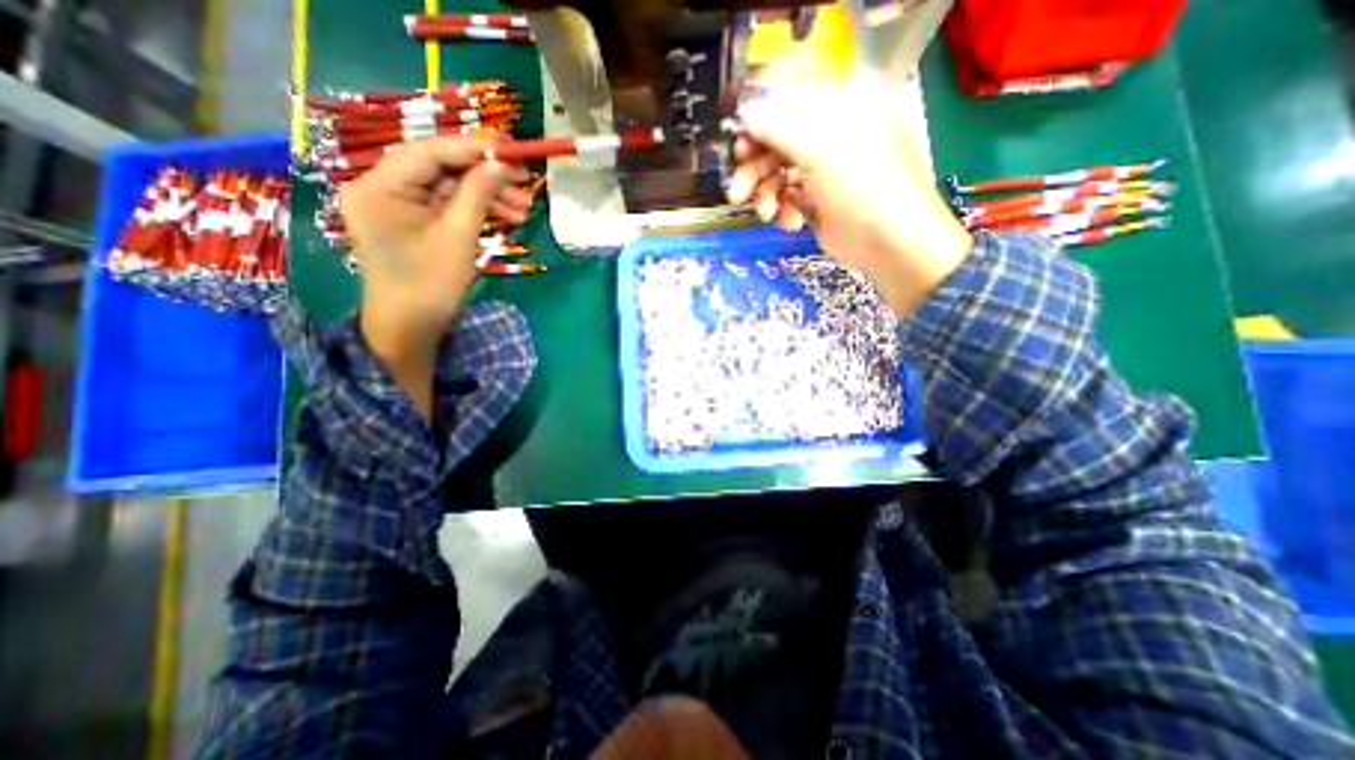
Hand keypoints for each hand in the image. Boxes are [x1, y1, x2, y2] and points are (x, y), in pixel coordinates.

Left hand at [340, 139, 528, 417]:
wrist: (410, 328)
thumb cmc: (430, 285)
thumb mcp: (458, 237)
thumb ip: (478, 194)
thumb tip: (502, 164)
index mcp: (381, 186)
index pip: (430, 151)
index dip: (474, 148)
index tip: (512, 150)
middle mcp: (382, 187)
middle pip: (441, 167)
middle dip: (485, 176)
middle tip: (525, 183)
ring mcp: (397, 206)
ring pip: (448, 188)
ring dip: (487, 195)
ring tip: (524, 209)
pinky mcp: (412, 223)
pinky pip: (447, 207)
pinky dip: (476, 210)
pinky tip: (506, 217)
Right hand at [730, 73, 974, 316]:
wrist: (890, 243)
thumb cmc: (864, 186)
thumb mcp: (820, 150)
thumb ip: (779, 129)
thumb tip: (745, 113)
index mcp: (841, 105)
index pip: (788, 100)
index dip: (758, 121)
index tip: (738, 144)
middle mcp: (830, 133)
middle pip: (777, 141)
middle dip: (755, 168)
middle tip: (739, 191)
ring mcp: (823, 169)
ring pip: (778, 173)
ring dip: (766, 194)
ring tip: (766, 212)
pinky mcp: (817, 200)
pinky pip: (787, 197)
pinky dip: (783, 210)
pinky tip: (791, 222)